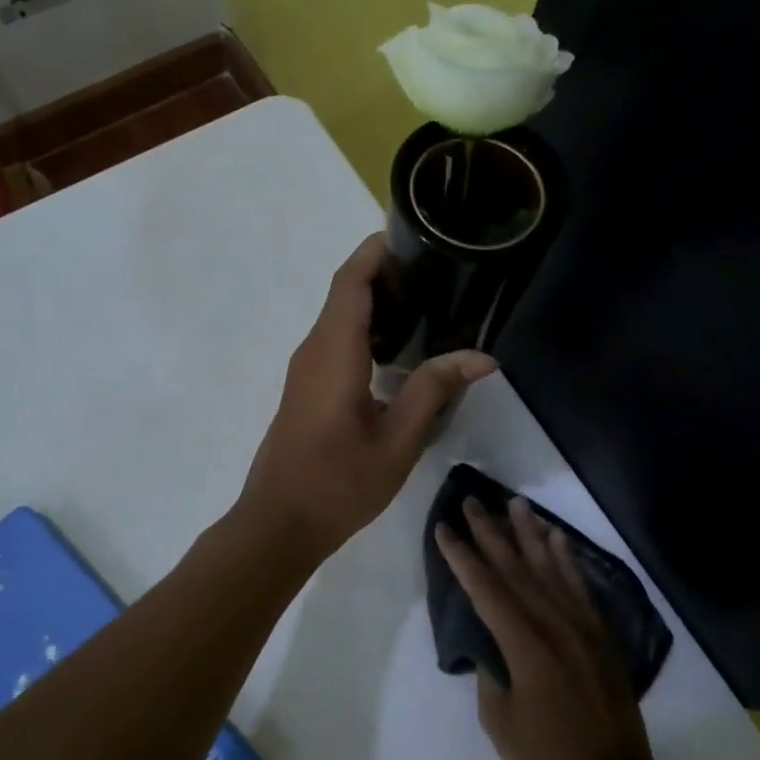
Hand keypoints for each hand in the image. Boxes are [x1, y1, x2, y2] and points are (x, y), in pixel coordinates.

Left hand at [239, 235, 495, 560]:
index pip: (351, 281)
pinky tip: (401, 348)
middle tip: (439, 272)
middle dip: (385, 272)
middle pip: (345, 291)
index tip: (415, 235)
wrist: (278, 523)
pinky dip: (366, 327)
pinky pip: (336, 338)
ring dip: (376, 300)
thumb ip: (434, 391)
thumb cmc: (338, 484)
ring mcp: (305, 368)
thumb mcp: (397, 442)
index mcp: (334, 353)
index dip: (377, 251)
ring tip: (429, 303)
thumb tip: (481, 356)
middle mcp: (314, 350)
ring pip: (340, 315)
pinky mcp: (306, 386)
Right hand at [434, 496, 659, 759]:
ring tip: (515, 502)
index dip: (462, 557)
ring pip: (550, 568)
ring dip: (530, 533)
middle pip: (516, 569)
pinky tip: (557, 538)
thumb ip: (491, 674)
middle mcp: (554, 625)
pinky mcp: (601, 636)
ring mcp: (582, 627)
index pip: (486, 589)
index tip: (444, 528)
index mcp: (525, 646)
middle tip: (472, 501)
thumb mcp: (500, 723)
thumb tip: (492, 645)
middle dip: (490, 532)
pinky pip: (581, 587)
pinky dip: (567, 559)